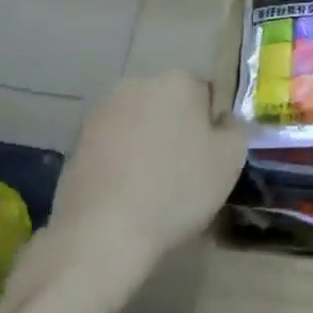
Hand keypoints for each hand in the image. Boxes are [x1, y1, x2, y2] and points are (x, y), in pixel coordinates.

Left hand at [49, 72, 247, 264]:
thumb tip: (223, 121)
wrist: (103, 231)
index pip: (207, 95)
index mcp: (178, 81)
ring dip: (148, 145)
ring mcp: (102, 111)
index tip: (211, 158)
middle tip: (186, 172)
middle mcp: (138, 84)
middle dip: (178, 130)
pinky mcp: (77, 140)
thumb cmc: (177, 190)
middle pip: (170, 105)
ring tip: (153, 187)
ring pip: (140, 124)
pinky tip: (127, 194)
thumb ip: (234, 129)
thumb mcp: (230, 160)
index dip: (212, 127)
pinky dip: (122, 162)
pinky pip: (114, 145)